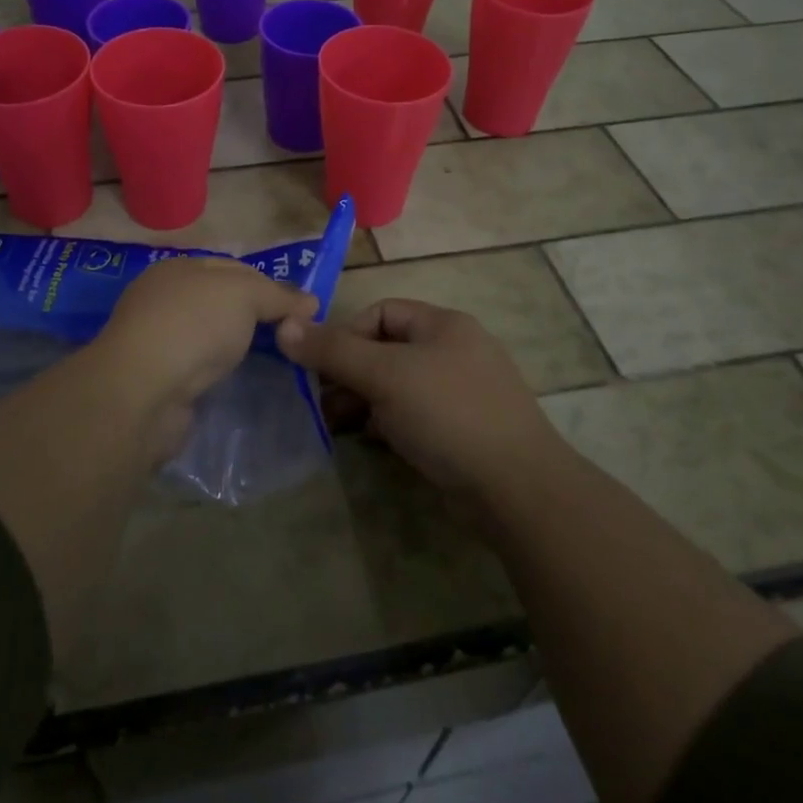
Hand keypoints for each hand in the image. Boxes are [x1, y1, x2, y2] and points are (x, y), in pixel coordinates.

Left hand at [96, 256, 317, 406]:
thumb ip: (277, 295)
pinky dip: (218, 373)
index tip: (301, 310)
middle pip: (221, 303)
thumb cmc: (194, 325)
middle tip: (291, 337)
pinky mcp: (157, 379)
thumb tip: (309, 301)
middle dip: (254, 317)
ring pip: (210, 337)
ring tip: (274, 363)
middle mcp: (164, 299)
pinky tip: (237, 382)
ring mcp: (158, 341)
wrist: (144, 391)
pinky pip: (198, 368)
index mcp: (179, 268)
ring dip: (236, 347)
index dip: (269, 285)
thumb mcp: (244, 294)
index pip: (233, 268)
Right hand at [276, 298, 559, 500]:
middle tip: (323, 402)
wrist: (518, 490)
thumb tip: (284, 326)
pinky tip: (373, 441)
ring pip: (399, 385)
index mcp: (443, 324)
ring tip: (338, 425)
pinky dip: (389, 423)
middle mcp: (455, 350)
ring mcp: (462, 392)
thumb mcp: (384, 376)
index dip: (345, 335)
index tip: (322, 368)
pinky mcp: (465, 430)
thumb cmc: (448, 414)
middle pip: (387, 349)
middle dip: (350, 373)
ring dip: (365, 400)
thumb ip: (333, 351)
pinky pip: (415, 414)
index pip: (380, 312)